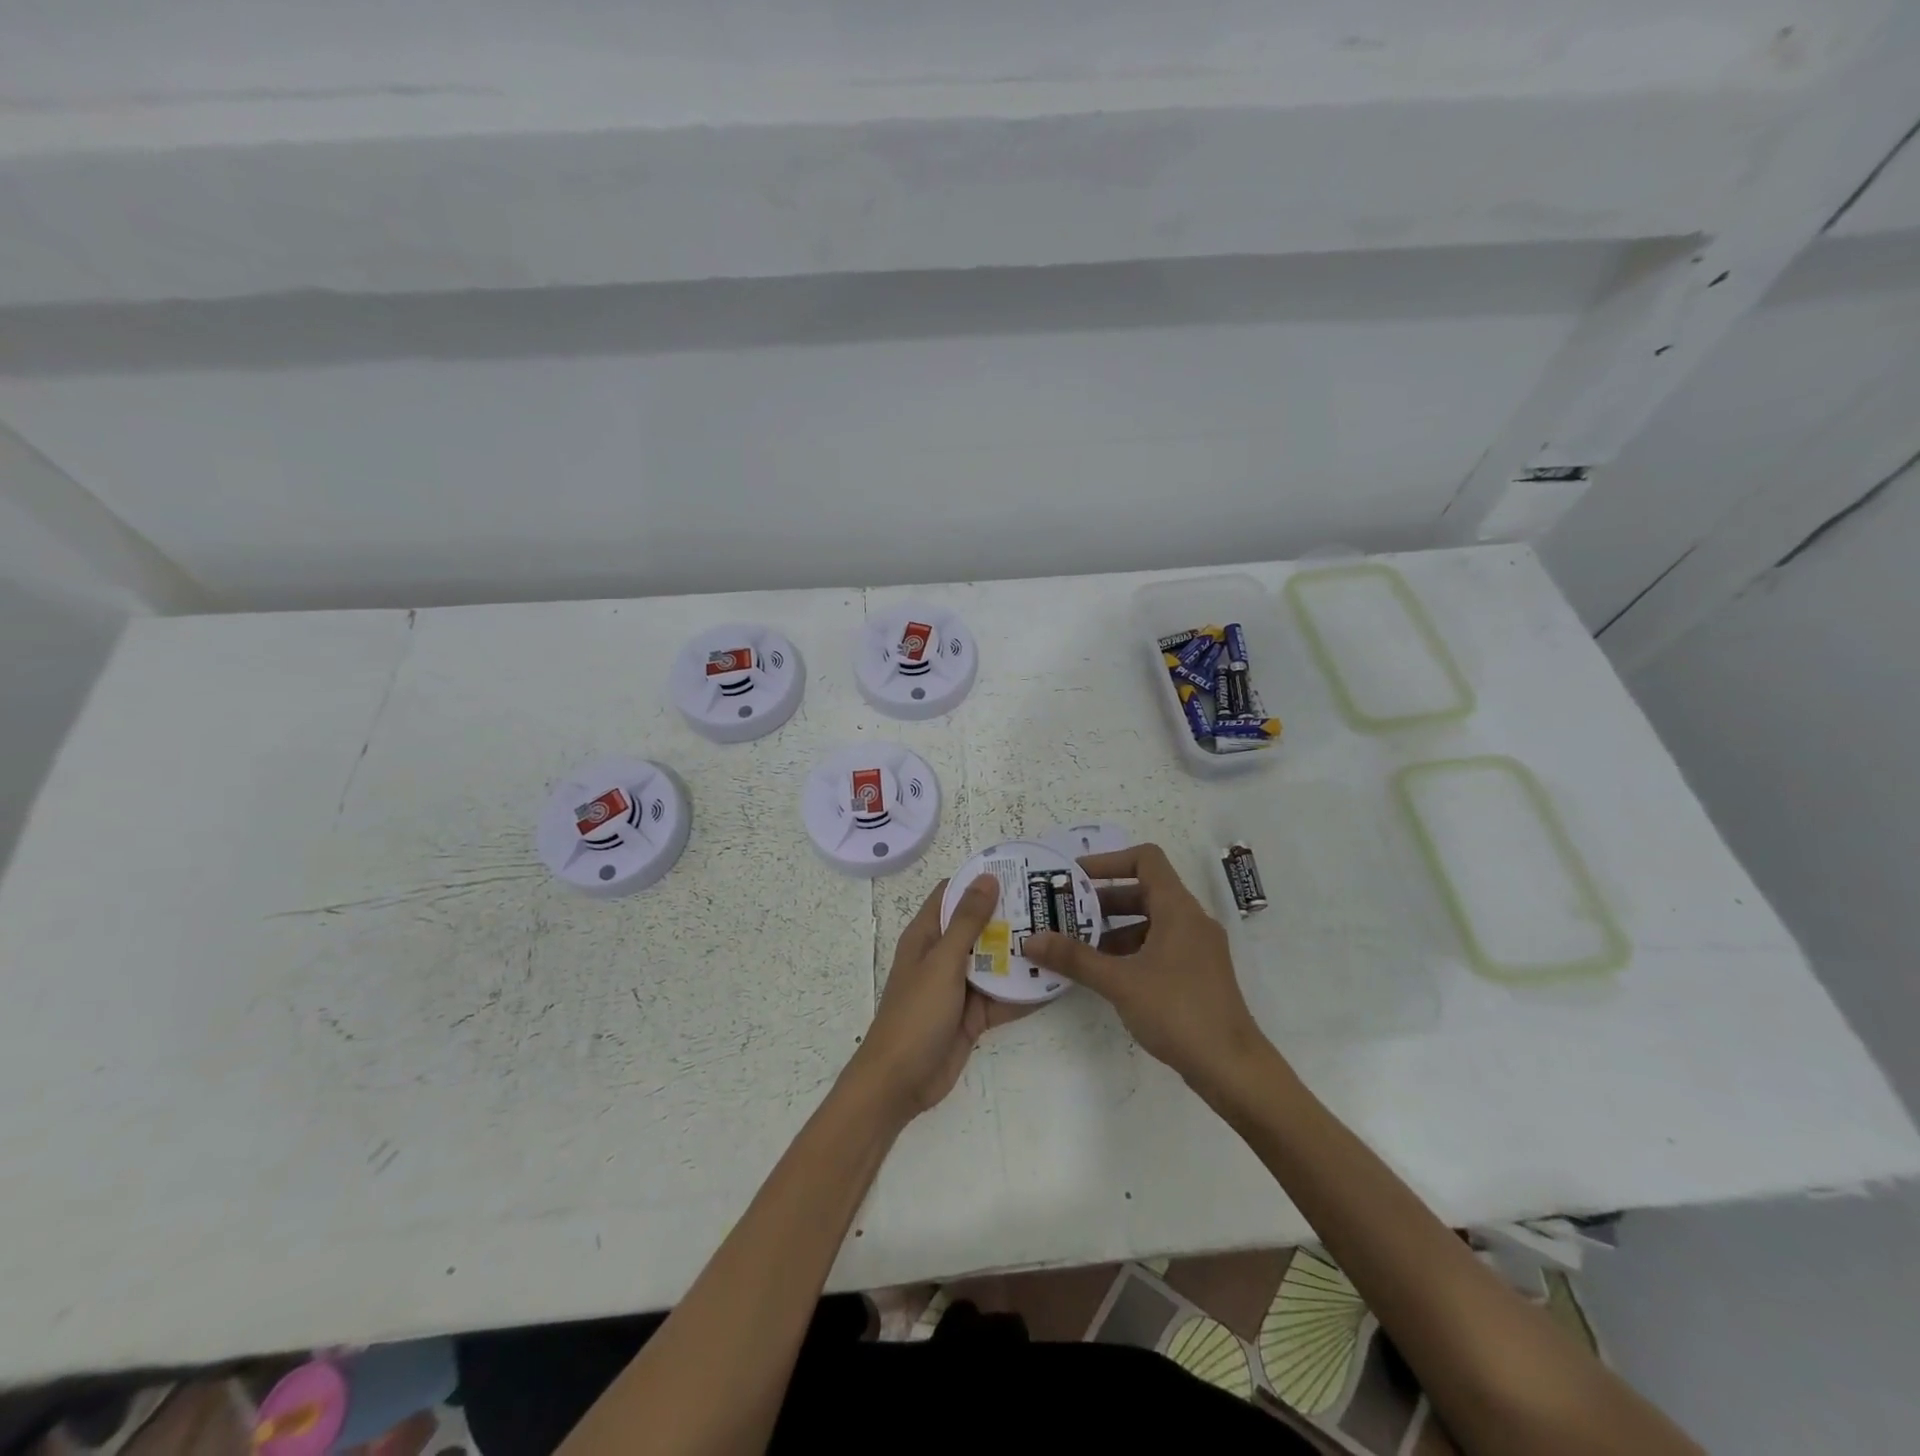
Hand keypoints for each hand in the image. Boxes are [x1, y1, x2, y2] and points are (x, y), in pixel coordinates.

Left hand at [845, 875, 1033, 1120]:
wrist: (900, 1083)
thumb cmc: (916, 1013)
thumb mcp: (942, 962)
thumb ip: (967, 922)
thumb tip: (987, 878)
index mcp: (926, 936)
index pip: (952, 895)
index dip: (980, 880)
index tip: (1017, 869)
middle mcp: (943, 956)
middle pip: (979, 927)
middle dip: (1010, 915)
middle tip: (1051, 902)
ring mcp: (959, 987)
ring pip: (995, 962)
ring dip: (1022, 953)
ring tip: (1062, 936)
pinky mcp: (973, 1015)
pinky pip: (1003, 997)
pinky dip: (1025, 992)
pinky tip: (1057, 981)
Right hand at [1026, 843, 1271, 1092]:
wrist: (1232, 1067)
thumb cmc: (1177, 1011)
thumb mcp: (1119, 982)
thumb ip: (1075, 958)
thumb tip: (1031, 940)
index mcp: (1178, 909)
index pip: (1145, 859)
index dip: (1108, 861)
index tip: (1075, 877)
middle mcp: (1191, 920)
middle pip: (1143, 891)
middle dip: (1102, 900)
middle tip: (1065, 912)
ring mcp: (1197, 948)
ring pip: (1149, 921)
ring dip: (1113, 928)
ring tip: (1076, 945)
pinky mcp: (1197, 973)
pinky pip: (1158, 946)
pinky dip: (1130, 950)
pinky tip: (1104, 973)